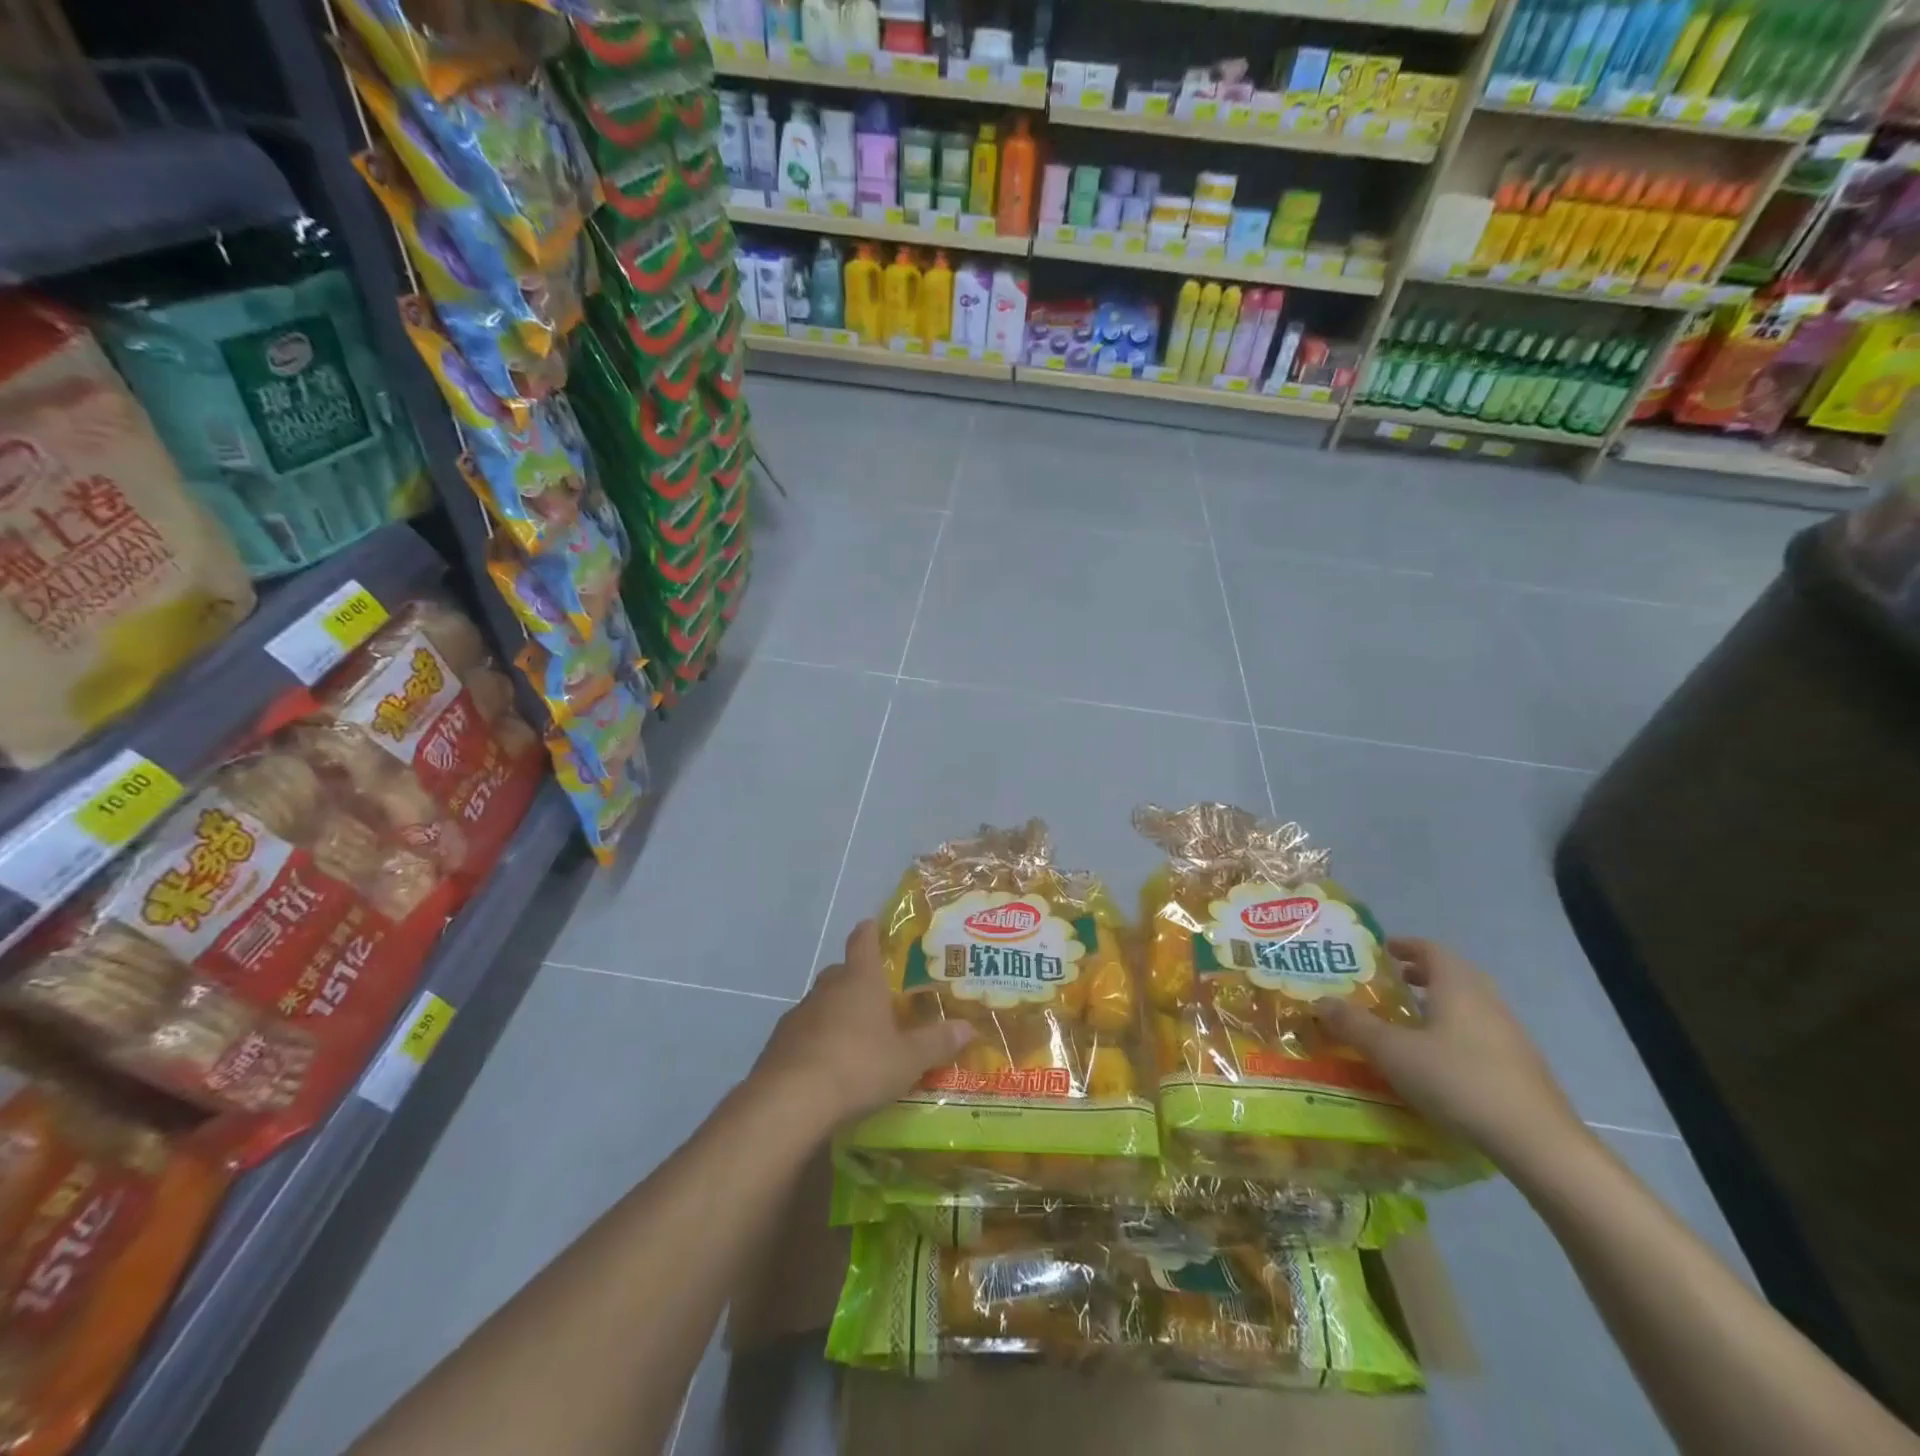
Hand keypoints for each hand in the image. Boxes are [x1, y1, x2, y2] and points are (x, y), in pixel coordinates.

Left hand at [749, 921, 973, 1132]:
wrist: (791, 1100)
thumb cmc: (858, 1065)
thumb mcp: (907, 1059)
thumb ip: (937, 1042)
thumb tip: (969, 1027)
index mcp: (860, 981)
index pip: (862, 942)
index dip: (869, 933)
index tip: (871, 926)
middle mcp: (827, 988)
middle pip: (841, 972)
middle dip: (856, 979)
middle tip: (876, 996)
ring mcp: (799, 1014)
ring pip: (821, 1003)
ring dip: (835, 1012)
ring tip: (855, 1036)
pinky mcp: (778, 1043)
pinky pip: (804, 1032)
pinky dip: (816, 1040)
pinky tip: (827, 1065)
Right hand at [1314, 937, 1588, 1168]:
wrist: (1539, 1143)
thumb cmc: (1458, 1081)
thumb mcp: (1392, 1052)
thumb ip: (1354, 1025)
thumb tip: (1319, 1001)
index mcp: (1458, 986)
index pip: (1429, 948)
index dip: (1403, 945)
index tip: (1379, 951)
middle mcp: (1487, 1000)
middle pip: (1452, 973)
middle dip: (1420, 974)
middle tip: (1389, 984)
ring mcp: (1510, 1033)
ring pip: (1468, 1004)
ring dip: (1438, 1004)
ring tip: (1408, 1023)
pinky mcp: (1521, 1066)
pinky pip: (1480, 1032)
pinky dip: (1455, 1032)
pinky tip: (1439, 1061)